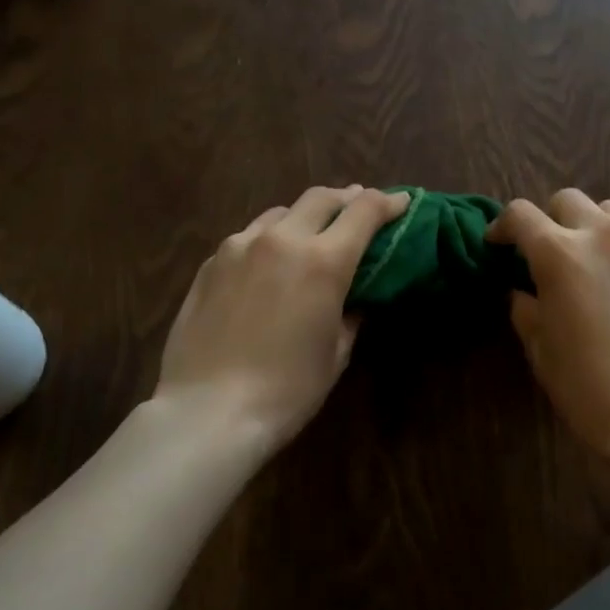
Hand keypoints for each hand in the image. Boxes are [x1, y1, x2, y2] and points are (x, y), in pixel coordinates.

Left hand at [150, 185, 406, 453]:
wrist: (208, 412)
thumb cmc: (287, 390)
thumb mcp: (336, 353)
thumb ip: (351, 313)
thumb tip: (355, 297)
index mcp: (323, 260)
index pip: (364, 211)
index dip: (388, 202)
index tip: (401, 202)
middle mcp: (282, 239)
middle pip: (321, 198)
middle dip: (346, 198)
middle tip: (359, 205)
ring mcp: (240, 246)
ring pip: (281, 212)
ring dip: (305, 216)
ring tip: (311, 232)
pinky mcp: (210, 263)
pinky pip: (248, 236)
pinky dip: (269, 239)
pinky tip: (268, 262)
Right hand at [488, 189, 609, 461]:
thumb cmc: (590, 388)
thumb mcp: (541, 350)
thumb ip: (526, 308)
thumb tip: (524, 291)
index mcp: (560, 253)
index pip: (521, 214)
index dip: (503, 225)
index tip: (500, 244)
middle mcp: (604, 234)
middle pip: (568, 200)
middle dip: (551, 220)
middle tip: (551, 253)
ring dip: (595, 227)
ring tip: (597, 260)